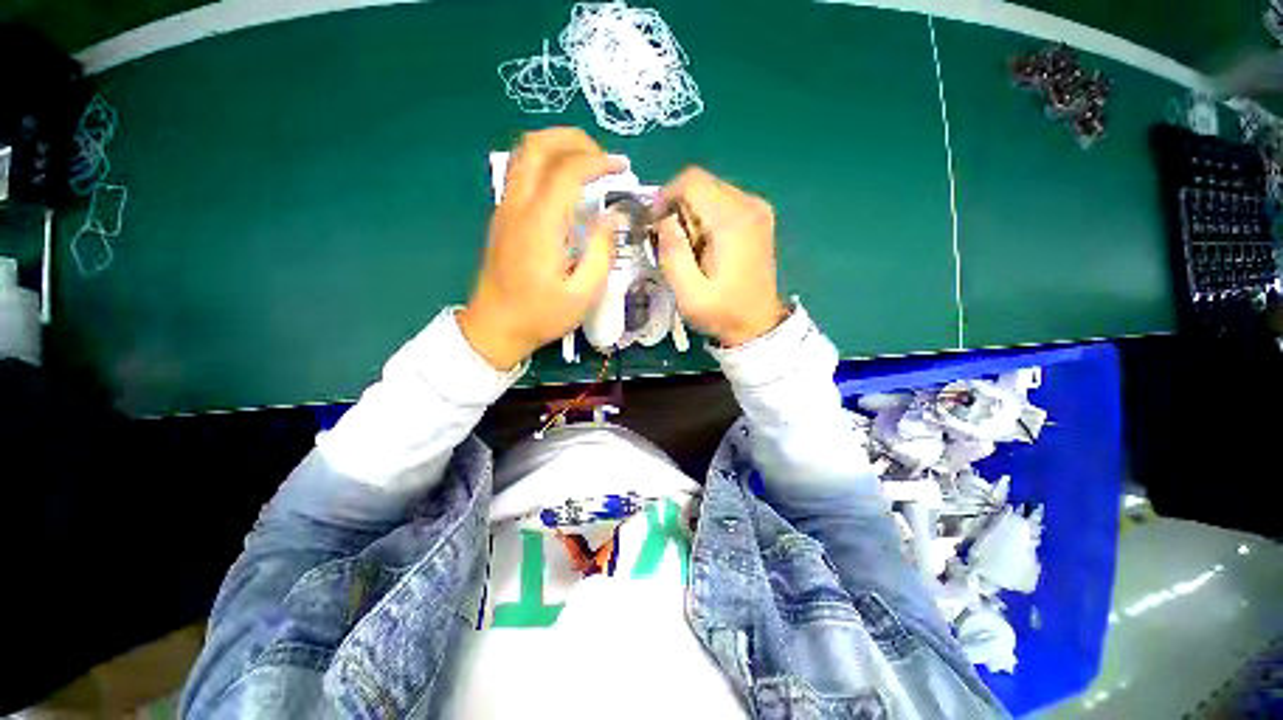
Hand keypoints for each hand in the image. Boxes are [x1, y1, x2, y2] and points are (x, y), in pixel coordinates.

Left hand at [460, 128, 624, 369]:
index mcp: (540, 225)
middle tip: (603, 157)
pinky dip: (546, 163)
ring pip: (524, 154)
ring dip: (556, 146)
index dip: (598, 162)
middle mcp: (518, 207)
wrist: (495, 327)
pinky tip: (566, 186)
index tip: (622, 168)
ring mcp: (505, 209)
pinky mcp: (502, 217)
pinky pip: (521, 172)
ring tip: (586, 164)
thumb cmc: (541, 315)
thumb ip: (602, 252)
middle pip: (536, 145)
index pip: (567, 171)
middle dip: (573, 139)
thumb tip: (614, 216)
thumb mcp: (583, 294)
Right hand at [654, 168, 787, 347]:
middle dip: (678, 210)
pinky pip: (722, 202)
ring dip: (692, 216)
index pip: (691, 181)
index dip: (665, 196)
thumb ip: (672, 253)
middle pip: (701, 184)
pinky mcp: (758, 217)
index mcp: (733, 221)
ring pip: (710, 192)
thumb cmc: (722, 313)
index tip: (654, 224)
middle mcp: (749, 204)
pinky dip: (706, 219)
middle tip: (674, 245)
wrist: (758, 325)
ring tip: (690, 250)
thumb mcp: (688, 293)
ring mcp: (757, 209)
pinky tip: (706, 246)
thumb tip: (663, 219)